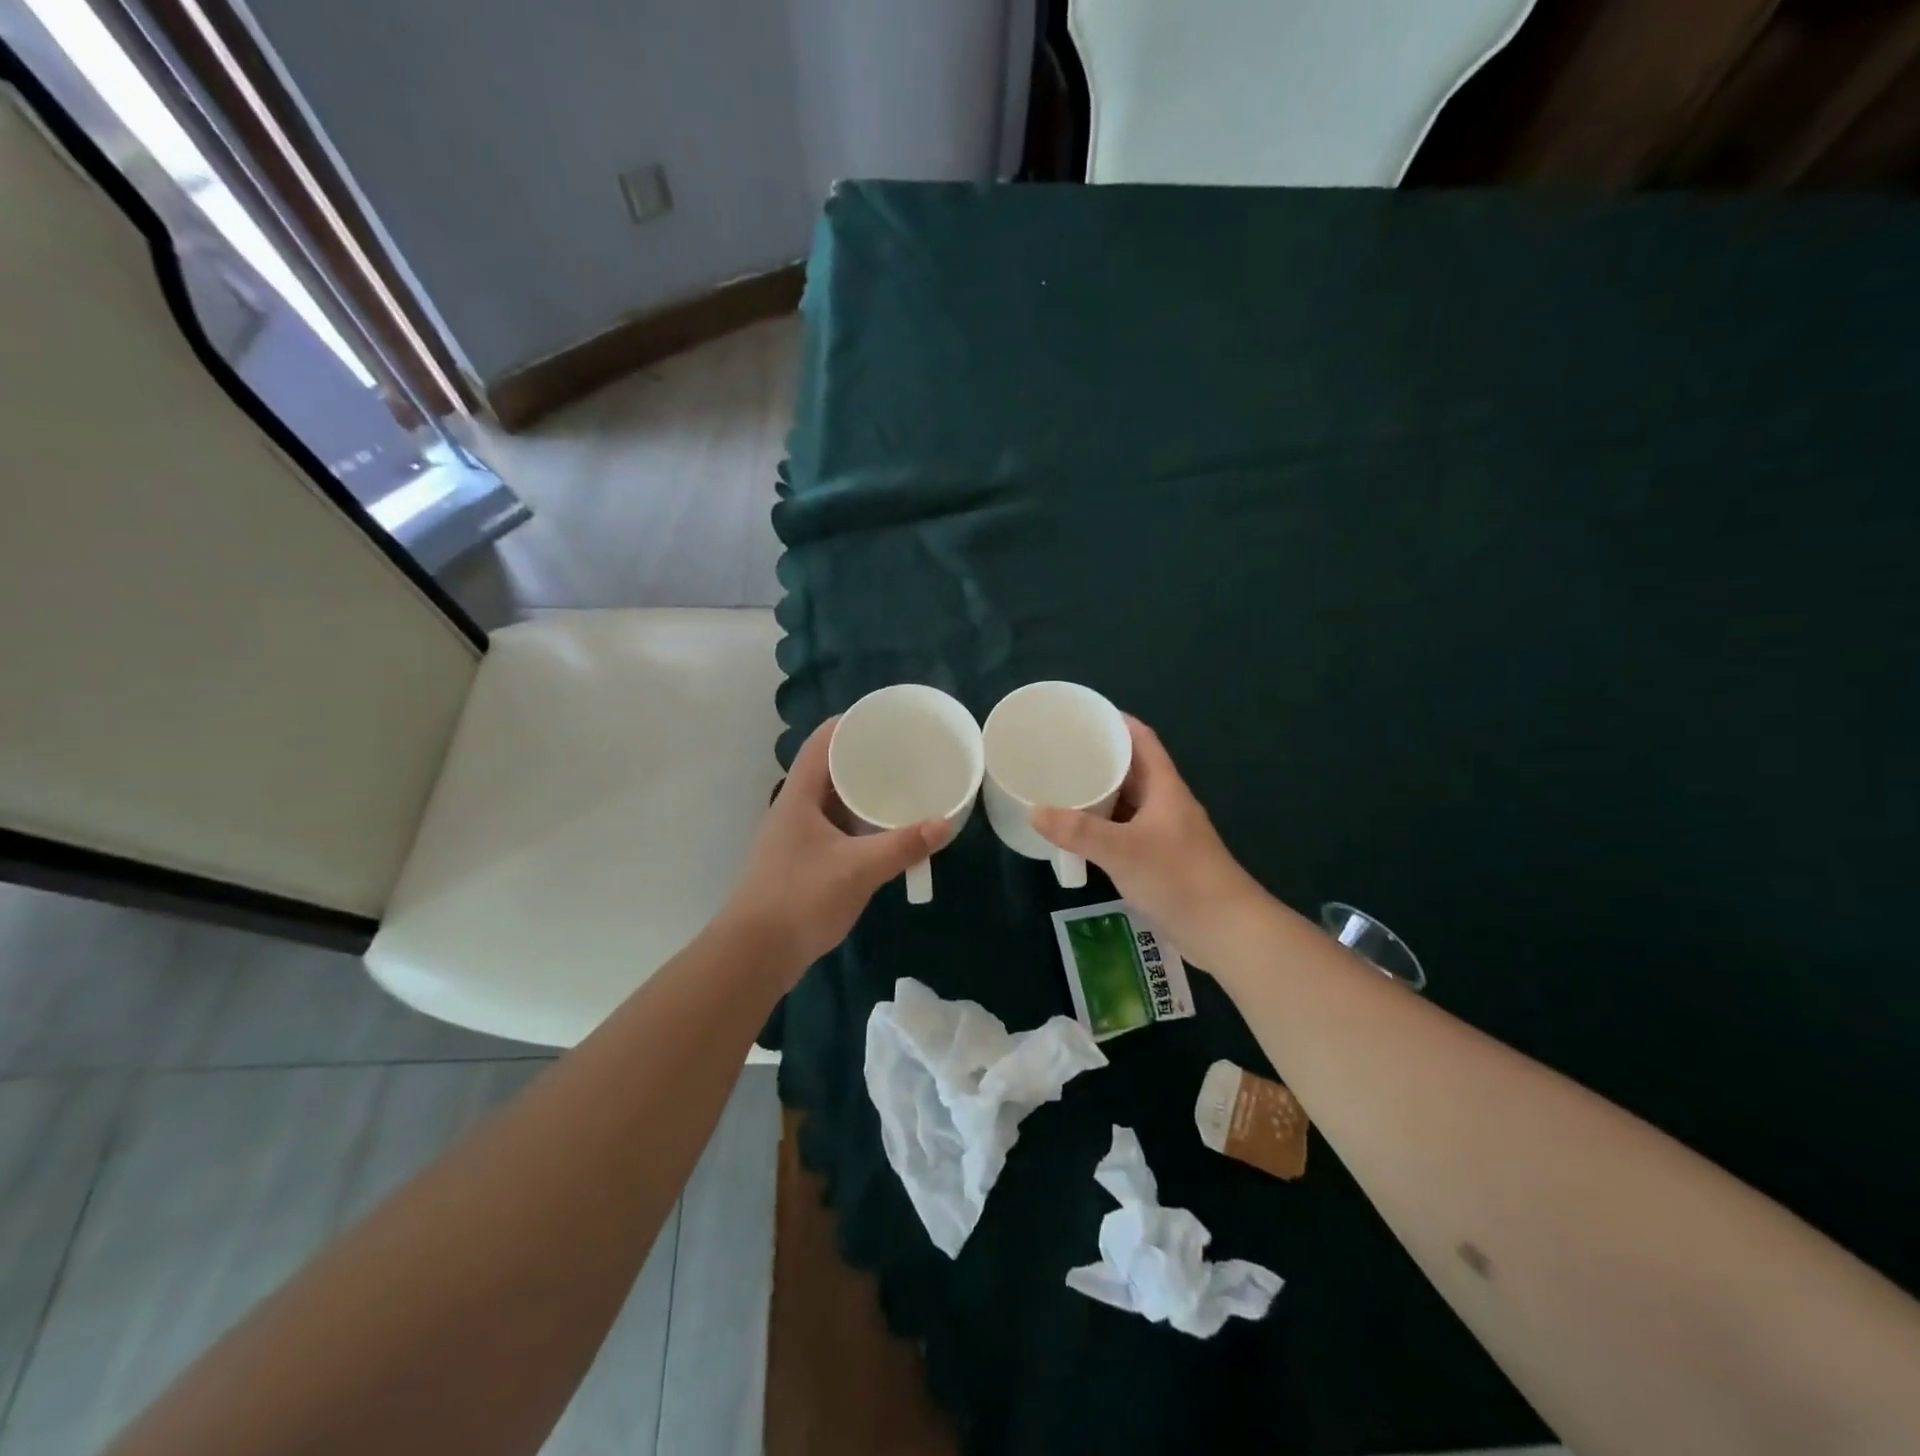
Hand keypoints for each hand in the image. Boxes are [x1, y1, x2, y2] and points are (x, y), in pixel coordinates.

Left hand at [720, 718, 950, 980]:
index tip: (884, 718)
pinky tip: (884, 831)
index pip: (821, 743)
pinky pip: (835, 828)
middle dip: (864, 758)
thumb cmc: (800, 898)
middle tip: (904, 753)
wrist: (756, 954)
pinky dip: (859, 823)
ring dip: (862, 793)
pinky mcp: (802, 862)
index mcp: (799, 797)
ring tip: (901, 786)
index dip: (849, 723)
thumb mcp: (858, 869)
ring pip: (833, 802)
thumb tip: (944, 823)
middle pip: (829, 769)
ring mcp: (796, 838)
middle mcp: (794, 810)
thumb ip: (902, 845)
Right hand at [1032, 716, 1267, 969]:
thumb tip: (1034, 811)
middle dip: (1100, 758)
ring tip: (1062, 788)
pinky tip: (1080, 833)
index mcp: (1165, 787)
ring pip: (1128, 802)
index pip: (1142, 740)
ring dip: (1100, 794)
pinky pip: (1126, 830)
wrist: (1225, 930)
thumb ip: (1078, 831)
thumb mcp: (1123, 850)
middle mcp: (1166, 804)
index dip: (1117, 722)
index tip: (1083, 715)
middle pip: (1132, 769)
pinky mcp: (1160, 859)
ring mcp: (1164, 833)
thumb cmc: (1179, 878)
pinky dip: (1103, 826)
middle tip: (1060, 753)